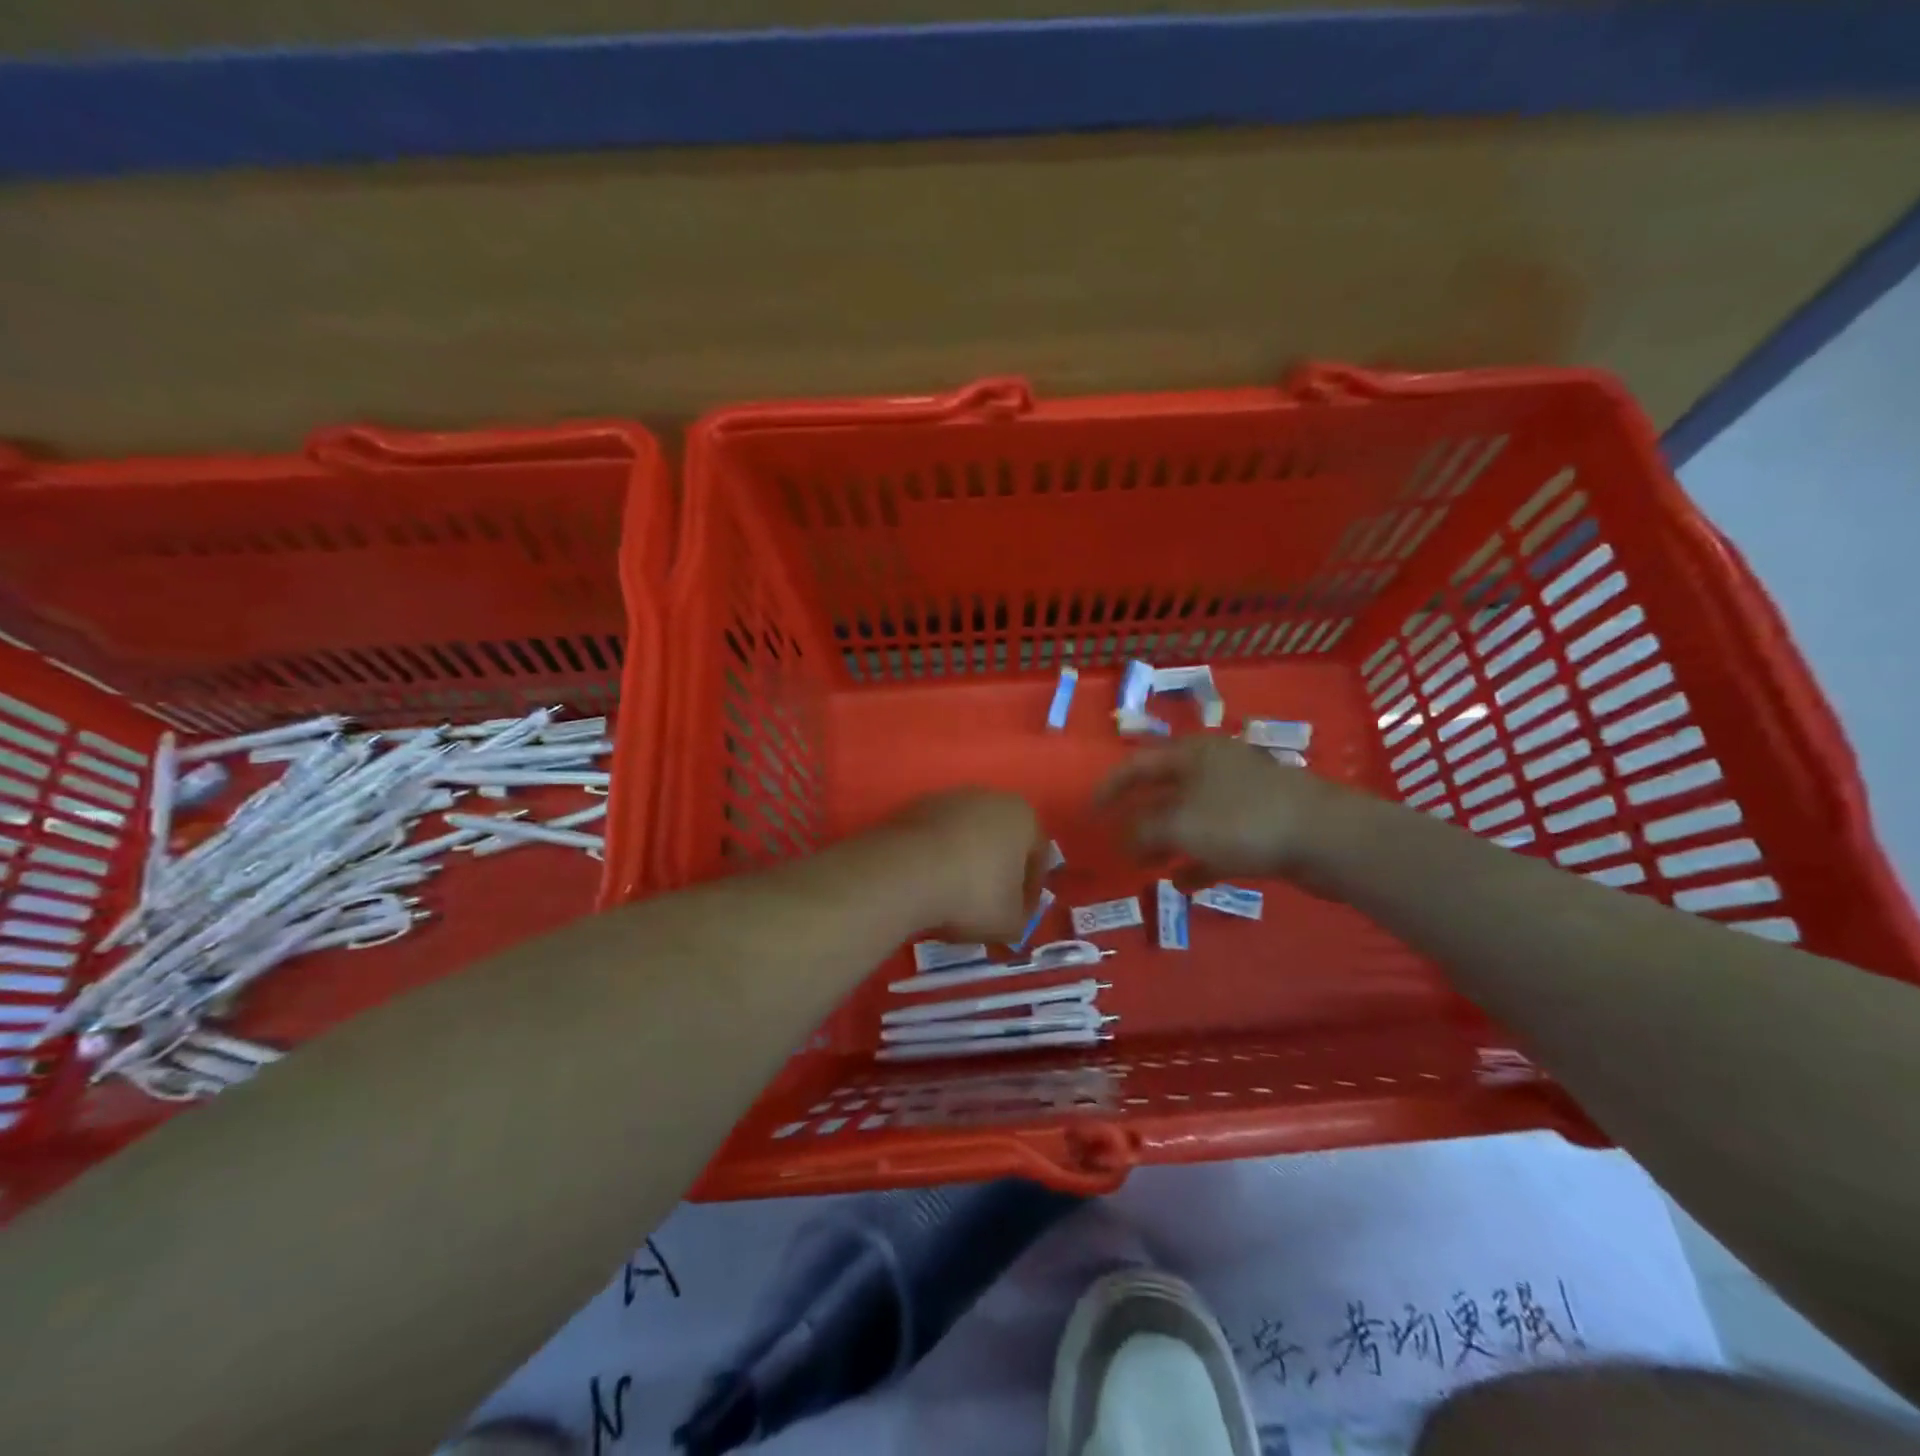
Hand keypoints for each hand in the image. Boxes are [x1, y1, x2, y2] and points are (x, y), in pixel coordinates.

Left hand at [883, 789, 1046, 941]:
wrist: (906, 872)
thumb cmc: (973, 894)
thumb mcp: (1010, 922)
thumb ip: (1021, 918)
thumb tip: (1012, 916)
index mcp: (1023, 815)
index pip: (1037, 856)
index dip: (1030, 892)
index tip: (1018, 916)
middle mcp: (988, 796)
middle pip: (1000, 840)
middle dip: (996, 872)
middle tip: (987, 907)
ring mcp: (947, 798)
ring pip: (965, 837)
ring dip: (963, 863)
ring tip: (952, 898)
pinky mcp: (913, 807)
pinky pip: (934, 839)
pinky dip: (935, 859)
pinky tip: (926, 885)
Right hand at [1097, 736, 1355, 880]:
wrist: (1326, 838)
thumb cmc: (1243, 820)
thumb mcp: (1181, 825)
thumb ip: (1145, 830)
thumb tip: (1125, 838)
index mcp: (1193, 754)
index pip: (1139, 764)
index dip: (1111, 786)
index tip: (1090, 811)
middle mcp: (1215, 769)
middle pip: (1166, 790)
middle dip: (1140, 818)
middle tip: (1120, 844)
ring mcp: (1242, 797)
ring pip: (1192, 818)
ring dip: (1167, 841)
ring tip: (1148, 866)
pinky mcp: (1263, 825)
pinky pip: (1219, 841)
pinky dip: (1199, 859)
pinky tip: (1185, 883)